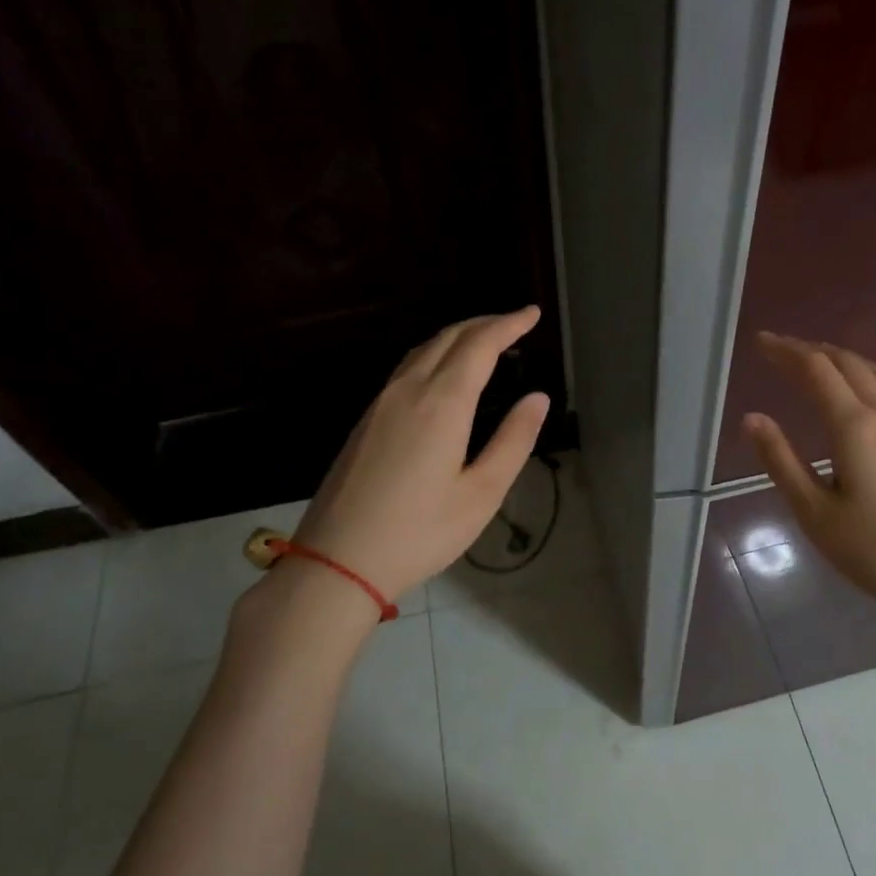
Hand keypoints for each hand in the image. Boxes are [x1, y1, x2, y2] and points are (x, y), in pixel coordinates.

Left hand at [287, 307, 549, 604]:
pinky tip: (442, 373)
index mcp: (441, 403)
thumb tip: (537, 398)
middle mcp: (408, 391)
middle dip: (484, 324)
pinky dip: (434, 355)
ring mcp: (380, 404)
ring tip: (484, 340)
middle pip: (448, 338)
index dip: (509, 325)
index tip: (532, 314)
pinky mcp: (365, 421)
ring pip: (422, 350)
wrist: (337, 561)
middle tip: (515, 323)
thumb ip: (513, 440)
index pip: (480, 345)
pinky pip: (405, 369)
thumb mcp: (482, 493)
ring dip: (457, 337)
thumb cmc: (420, 532)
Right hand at [742, 332, 875, 632]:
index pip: (816, 371)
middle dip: (812, 350)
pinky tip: (867, 391)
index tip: (761, 342)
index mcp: (855, 427)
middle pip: (848, 364)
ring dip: (843, 359)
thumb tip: (752, 417)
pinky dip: (870, 376)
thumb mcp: (816, 514)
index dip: (787, 352)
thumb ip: (781, 461)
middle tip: (782, 349)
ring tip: (818, 361)